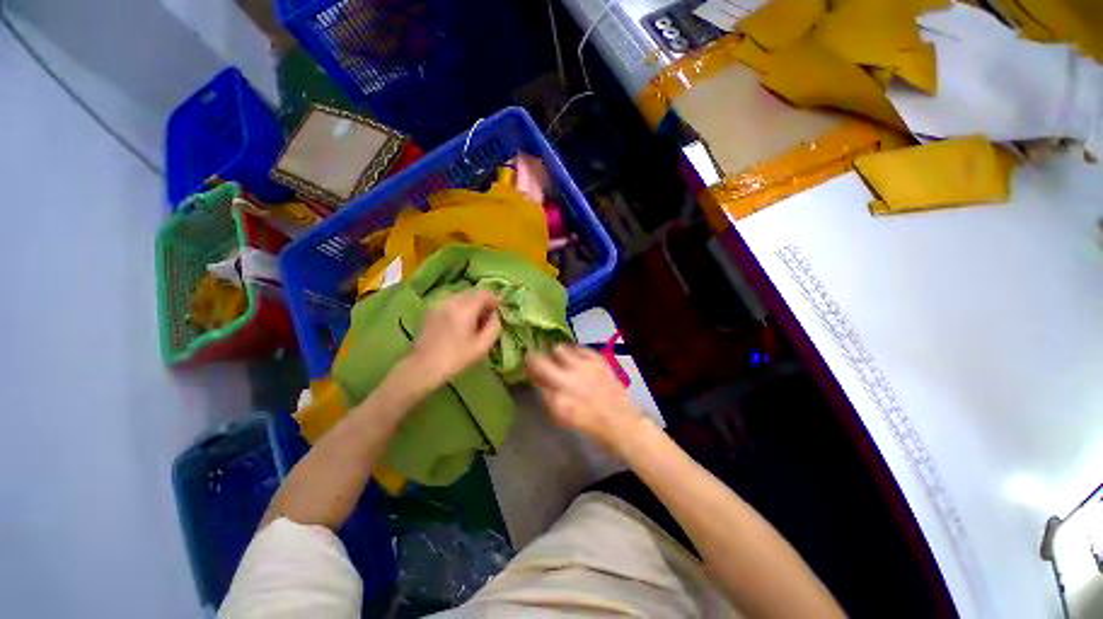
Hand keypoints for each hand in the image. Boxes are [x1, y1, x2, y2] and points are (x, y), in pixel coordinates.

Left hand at [407, 289, 500, 387]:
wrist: (423, 367)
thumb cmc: (455, 358)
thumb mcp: (482, 346)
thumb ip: (494, 326)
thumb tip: (495, 315)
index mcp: (465, 308)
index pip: (485, 293)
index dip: (495, 300)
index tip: (498, 313)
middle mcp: (452, 300)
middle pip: (474, 292)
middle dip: (484, 301)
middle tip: (488, 318)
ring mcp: (440, 303)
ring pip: (463, 296)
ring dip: (473, 304)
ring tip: (474, 321)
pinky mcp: (432, 309)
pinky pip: (452, 301)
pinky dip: (461, 306)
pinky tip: (461, 323)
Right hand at [525, 345, 648, 453]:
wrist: (620, 420)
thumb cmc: (588, 423)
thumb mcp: (561, 415)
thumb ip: (546, 394)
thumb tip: (535, 376)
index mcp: (559, 396)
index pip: (536, 373)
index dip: (528, 365)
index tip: (526, 363)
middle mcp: (570, 377)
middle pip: (543, 358)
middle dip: (536, 356)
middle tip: (537, 358)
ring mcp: (585, 365)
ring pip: (560, 348)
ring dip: (556, 353)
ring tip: (560, 360)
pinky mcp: (598, 359)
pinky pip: (578, 347)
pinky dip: (573, 352)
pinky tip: (576, 359)